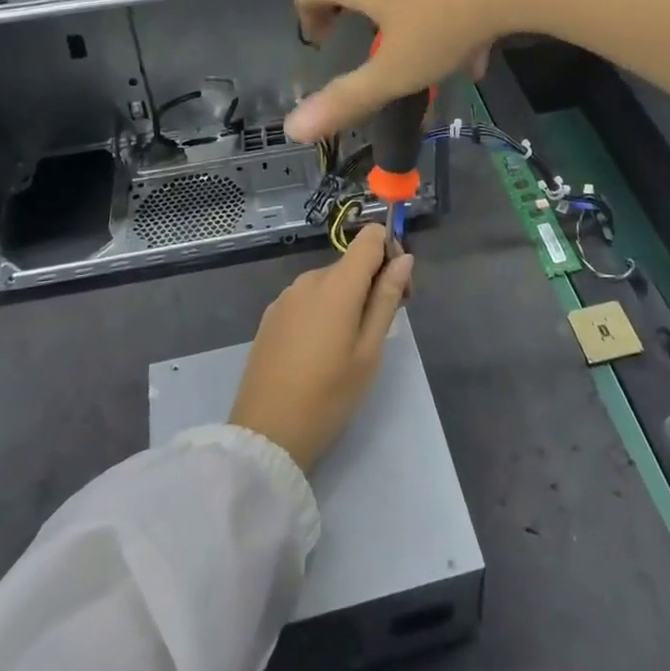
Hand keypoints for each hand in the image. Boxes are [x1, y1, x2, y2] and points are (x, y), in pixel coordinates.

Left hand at [229, 224, 415, 470]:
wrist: (266, 433)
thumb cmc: (328, 396)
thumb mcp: (369, 351)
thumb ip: (386, 299)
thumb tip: (404, 258)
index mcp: (337, 284)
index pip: (369, 237)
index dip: (390, 251)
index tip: (397, 289)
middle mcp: (309, 279)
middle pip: (351, 263)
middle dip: (372, 283)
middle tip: (379, 331)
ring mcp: (286, 296)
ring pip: (329, 282)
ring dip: (346, 299)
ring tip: (348, 347)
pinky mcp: (271, 315)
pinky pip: (307, 298)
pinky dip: (322, 310)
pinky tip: (319, 350)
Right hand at [285, 0, 599, 141]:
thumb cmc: (447, 19)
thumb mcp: (397, 69)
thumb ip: (347, 100)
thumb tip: (294, 129)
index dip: (308, 18)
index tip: (324, 42)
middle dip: (362, 16)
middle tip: (379, 50)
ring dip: (410, 15)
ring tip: (438, 58)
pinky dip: (445, 3)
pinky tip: (479, 41)